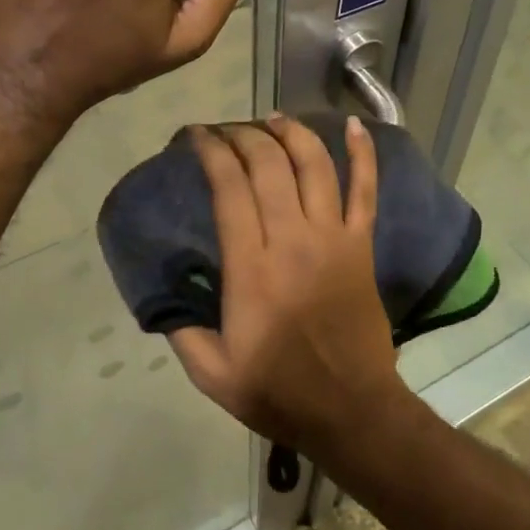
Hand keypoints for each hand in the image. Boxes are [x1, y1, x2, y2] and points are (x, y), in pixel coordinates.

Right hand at [169, 116, 411, 461]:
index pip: (230, 188)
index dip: (212, 152)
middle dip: (245, 135)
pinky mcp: (362, 245)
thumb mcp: (212, 374)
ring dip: (293, 134)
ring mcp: (334, 238)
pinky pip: (366, 190)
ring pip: (316, 166)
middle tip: (228, 130)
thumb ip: (182, 330)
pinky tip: (356, 125)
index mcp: (252, 269)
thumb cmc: (279, 392)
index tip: (198, 136)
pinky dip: (364, 154)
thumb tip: (162, 294)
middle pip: (270, 165)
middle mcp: (293, 240)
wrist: (351, 410)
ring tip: (274, 119)